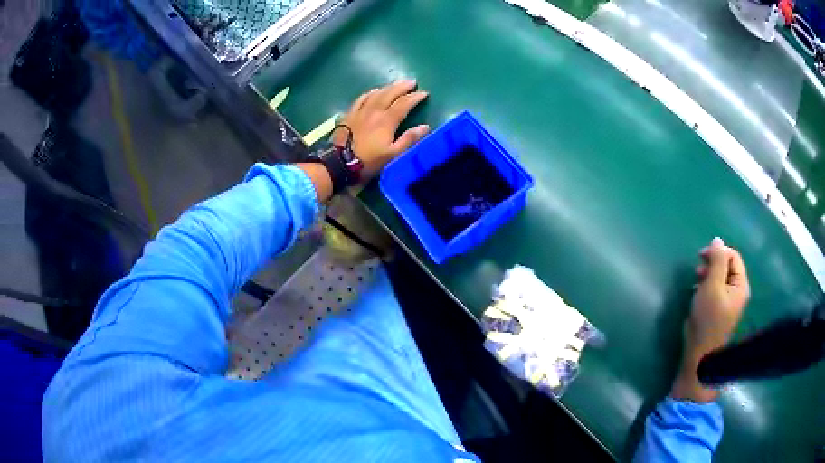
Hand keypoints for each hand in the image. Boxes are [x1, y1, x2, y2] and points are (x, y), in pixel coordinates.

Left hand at [331, 79, 429, 180]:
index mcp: (387, 120)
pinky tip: (373, 91)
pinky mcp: (349, 114)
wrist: (340, 163)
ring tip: (396, 84)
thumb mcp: (393, 155)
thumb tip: (425, 127)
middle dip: (402, 86)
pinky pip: (361, 98)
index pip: (404, 104)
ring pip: (376, 93)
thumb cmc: (369, 161)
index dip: (415, 97)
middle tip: (412, 81)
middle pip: (390, 93)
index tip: (425, 93)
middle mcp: (374, 111)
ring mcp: (360, 111)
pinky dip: (370, 93)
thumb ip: (409, 139)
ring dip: (388, 87)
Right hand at [672, 237, 749, 401]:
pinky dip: (706, 286)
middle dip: (712, 263)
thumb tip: (718, 240)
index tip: (701, 256)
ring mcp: (729, 303)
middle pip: (727, 266)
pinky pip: (715, 290)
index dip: (718, 252)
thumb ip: (716, 261)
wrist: (700, 355)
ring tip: (695, 280)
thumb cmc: (707, 319)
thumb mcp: (711, 286)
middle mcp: (737, 292)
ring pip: (720, 278)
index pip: (733, 256)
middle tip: (697, 269)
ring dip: (707, 275)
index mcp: (740, 285)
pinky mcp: (719, 311)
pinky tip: (697, 292)